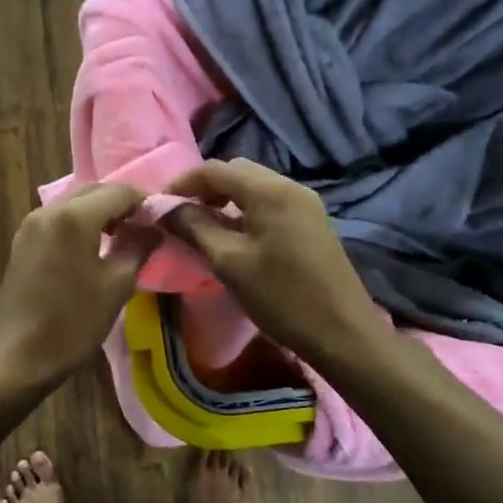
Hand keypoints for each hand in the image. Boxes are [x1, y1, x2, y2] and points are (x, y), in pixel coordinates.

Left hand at [0, 183, 159, 390]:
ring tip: (124, 238)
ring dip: (101, 213)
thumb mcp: (116, 287)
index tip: (163, 220)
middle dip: (122, 204)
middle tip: (146, 228)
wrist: (15, 357)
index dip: (145, 201)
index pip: (120, 191)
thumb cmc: (71, 323)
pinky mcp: (22, 241)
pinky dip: (81, 224)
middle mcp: (49, 209)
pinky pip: (59, 219)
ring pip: (75, 203)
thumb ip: (139, 248)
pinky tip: (94, 248)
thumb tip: (153, 228)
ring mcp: (31, 224)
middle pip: (94, 191)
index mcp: (74, 216)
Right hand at [163, 159, 385, 365]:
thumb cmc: (282, 297)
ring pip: (253, 188)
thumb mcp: (229, 263)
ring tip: (202, 228)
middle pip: (236, 172)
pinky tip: (234, 238)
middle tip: (180, 216)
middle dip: (204, 189)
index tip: (159, 206)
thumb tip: (164, 208)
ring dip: (224, 200)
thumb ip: (194, 228)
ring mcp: (305, 203)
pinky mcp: (311, 222)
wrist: (343, 333)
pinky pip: (269, 203)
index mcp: (269, 191)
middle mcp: (289, 186)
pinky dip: (245, 211)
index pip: (215, 169)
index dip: (182, 183)